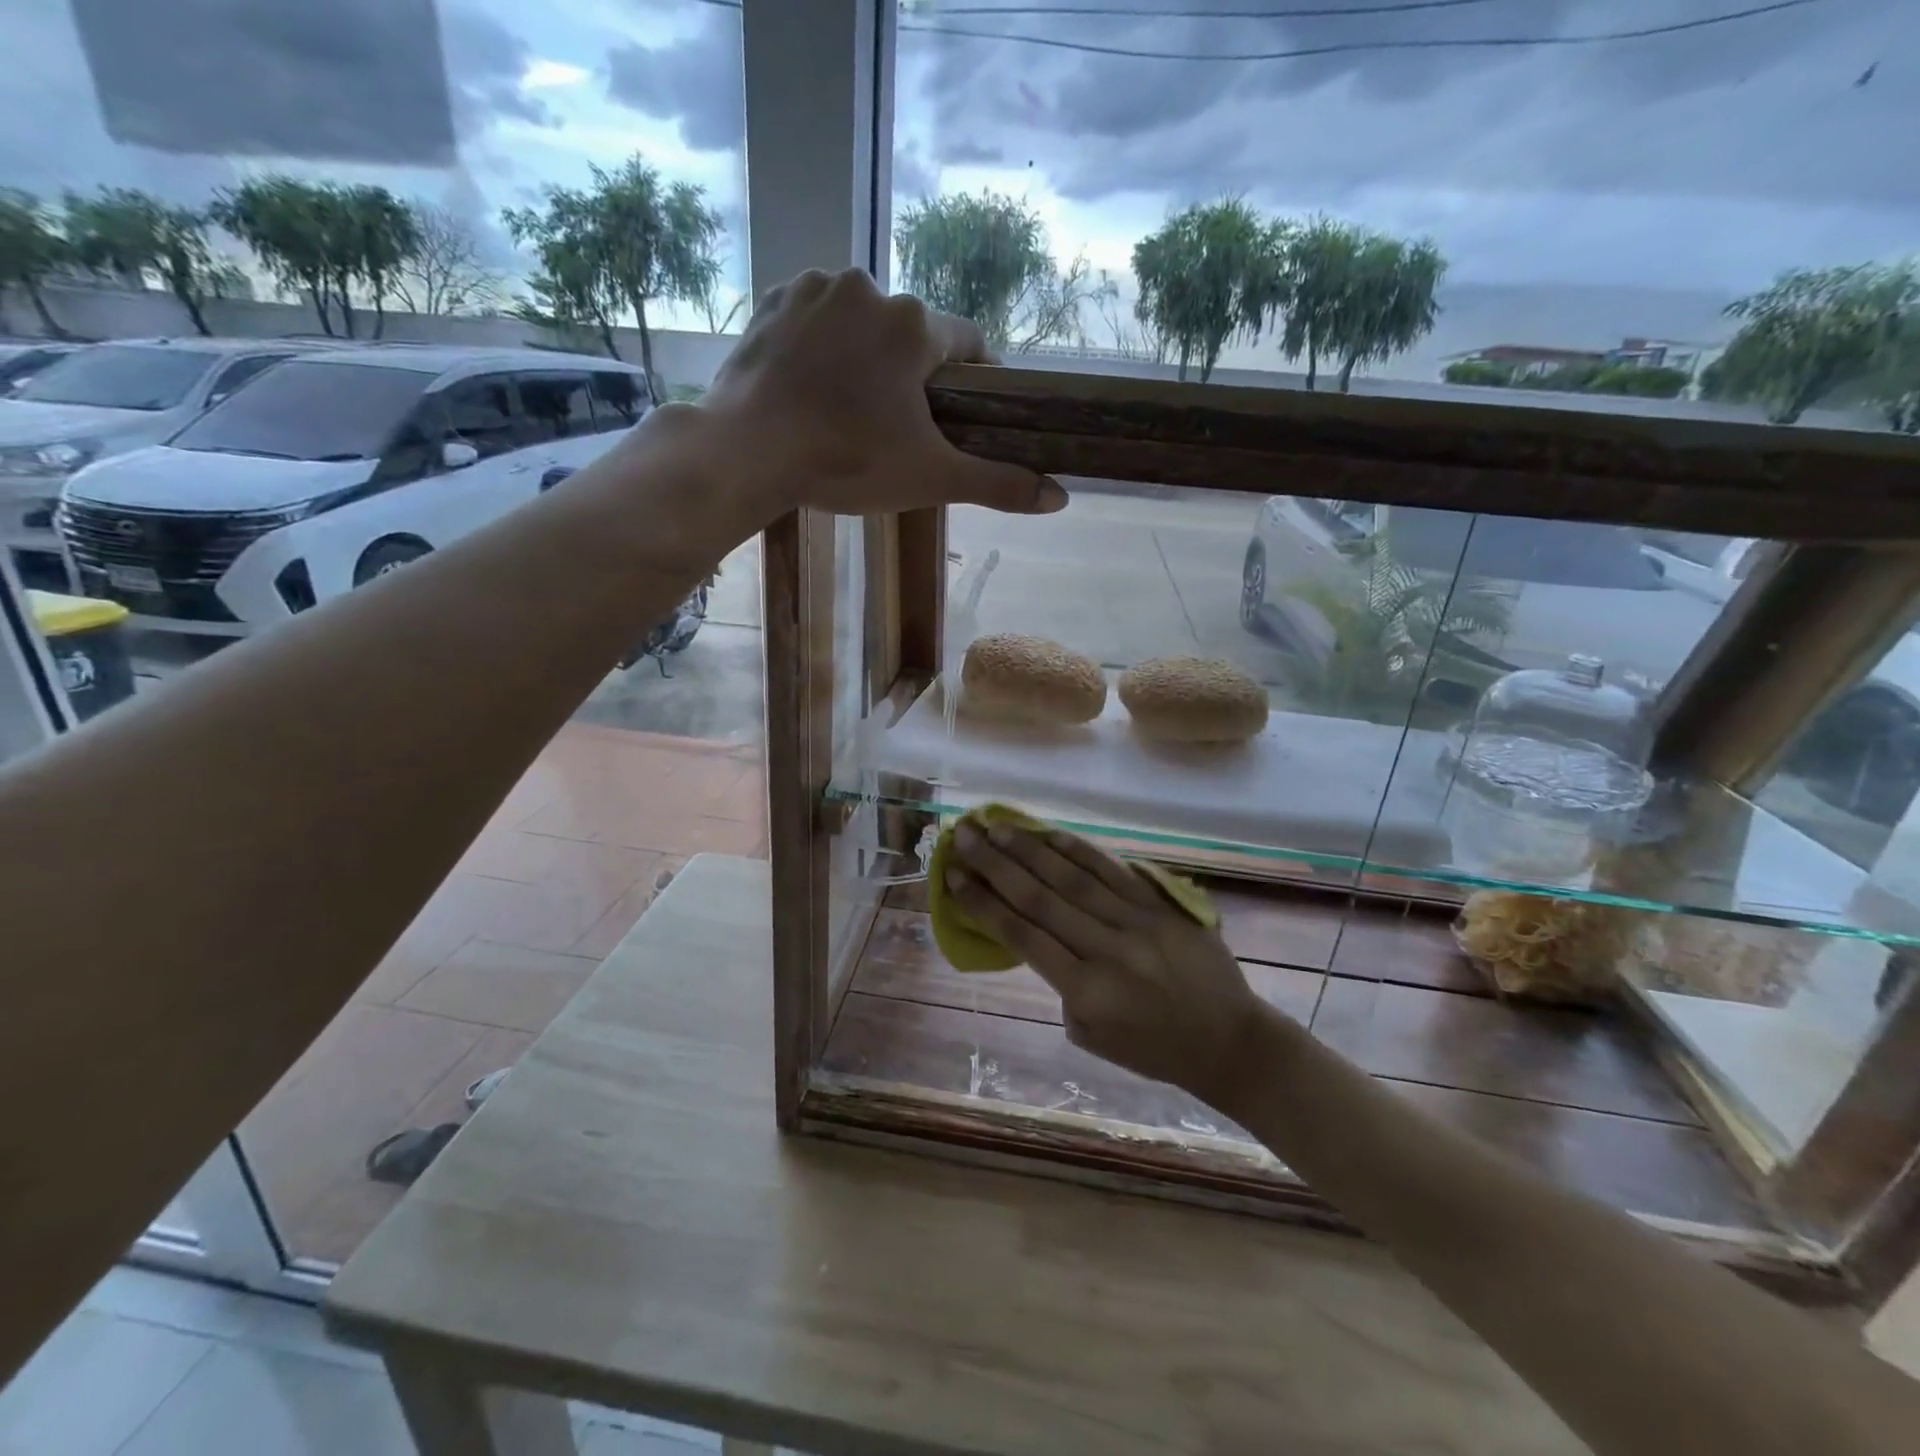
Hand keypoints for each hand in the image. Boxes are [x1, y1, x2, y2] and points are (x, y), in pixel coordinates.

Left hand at [698, 268, 1067, 518]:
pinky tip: (811, 386)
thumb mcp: (931, 479)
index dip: (975, 379)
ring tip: (849, 409)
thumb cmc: (847, 462)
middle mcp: (870, 287)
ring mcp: (815, 288)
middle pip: (912, 335)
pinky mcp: (772, 300)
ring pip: (861, 323)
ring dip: (865, 356)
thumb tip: (1060, 499)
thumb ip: (998, 484)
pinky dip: (821, 345)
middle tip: (898, 426)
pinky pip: (814, 318)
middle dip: (913, 374)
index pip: (970, 343)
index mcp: (916, 325)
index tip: (966, 413)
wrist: (746, 451)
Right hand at [946, 821, 1267, 1105]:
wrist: (1230, 1041)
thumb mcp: (1093, 1036)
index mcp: (1086, 991)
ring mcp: (1137, 922)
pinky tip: (1051, 834)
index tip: (953, 877)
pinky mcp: (1162, 906)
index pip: (1022, 935)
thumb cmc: (1154, 1050)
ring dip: (1029, 849)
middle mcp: (1107, 949)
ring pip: (1072, 877)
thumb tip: (1038, 937)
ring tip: (996, 826)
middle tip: (963, 836)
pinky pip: (1114, 871)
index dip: (983, 904)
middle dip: (995, 865)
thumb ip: (1062, 987)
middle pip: (1039, 898)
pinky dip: (1080, 850)